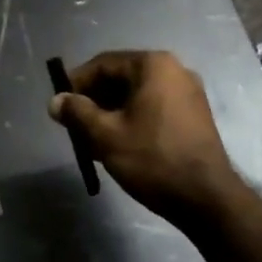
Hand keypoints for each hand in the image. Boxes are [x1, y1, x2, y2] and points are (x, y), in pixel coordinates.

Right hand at [47, 50, 238, 219]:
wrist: (207, 197)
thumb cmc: (153, 159)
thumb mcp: (106, 135)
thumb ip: (77, 113)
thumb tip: (55, 101)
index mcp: (153, 65)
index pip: (104, 64)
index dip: (77, 82)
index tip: (60, 104)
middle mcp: (174, 69)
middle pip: (122, 77)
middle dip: (95, 99)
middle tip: (74, 124)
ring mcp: (189, 92)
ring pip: (138, 94)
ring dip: (112, 111)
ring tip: (93, 138)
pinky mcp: (195, 114)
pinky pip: (155, 106)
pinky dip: (134, 118)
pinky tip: (119, 142)